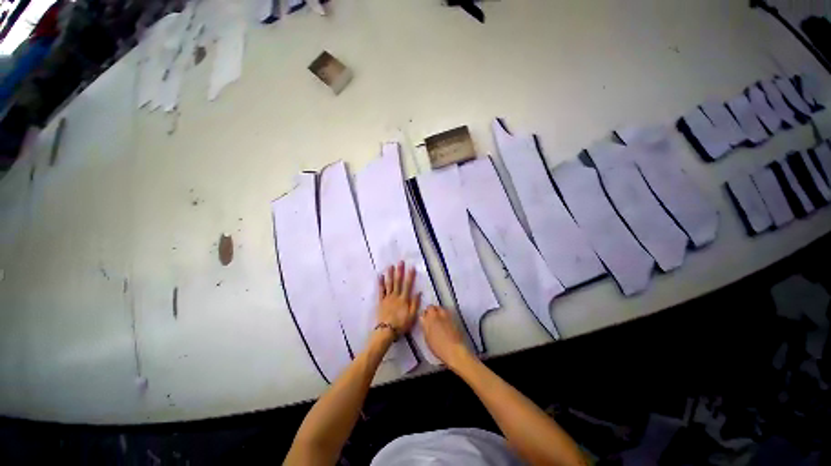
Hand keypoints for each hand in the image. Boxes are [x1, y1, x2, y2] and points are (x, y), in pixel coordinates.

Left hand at [376, 262, 420, 336]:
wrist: (386, 331)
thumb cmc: (401, 324)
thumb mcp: (412, 316)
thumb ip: (415, 304)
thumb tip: (419, 292)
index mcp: (404, 299)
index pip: (408, 285)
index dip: (410, 276)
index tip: (412, 267)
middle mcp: (396, 296)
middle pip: (398, 282)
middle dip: (399, 271)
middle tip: (400, 262)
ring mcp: (387, 298)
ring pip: (389, 284)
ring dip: (390, 274)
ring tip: (390, 266)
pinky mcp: (381, 301)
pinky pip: (381, 290)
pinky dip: (381, 283)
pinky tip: (381, 276)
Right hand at [420, 305, 470, 368]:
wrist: (454, 349)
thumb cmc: (438, 347)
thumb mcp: (427, 338)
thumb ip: (425, 326)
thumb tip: (424, 320)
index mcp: (428, 320)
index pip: (423, 312)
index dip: (423, 315)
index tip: (424, 318)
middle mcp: (436, 314)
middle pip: (431, 307)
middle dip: (430, 310)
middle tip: (430, 316)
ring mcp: (445, 314)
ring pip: (439, 307)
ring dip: (437, 310)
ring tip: (438, 316)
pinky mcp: (453, 316)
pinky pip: (446, 311)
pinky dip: (444, 312)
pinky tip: (445, 319)